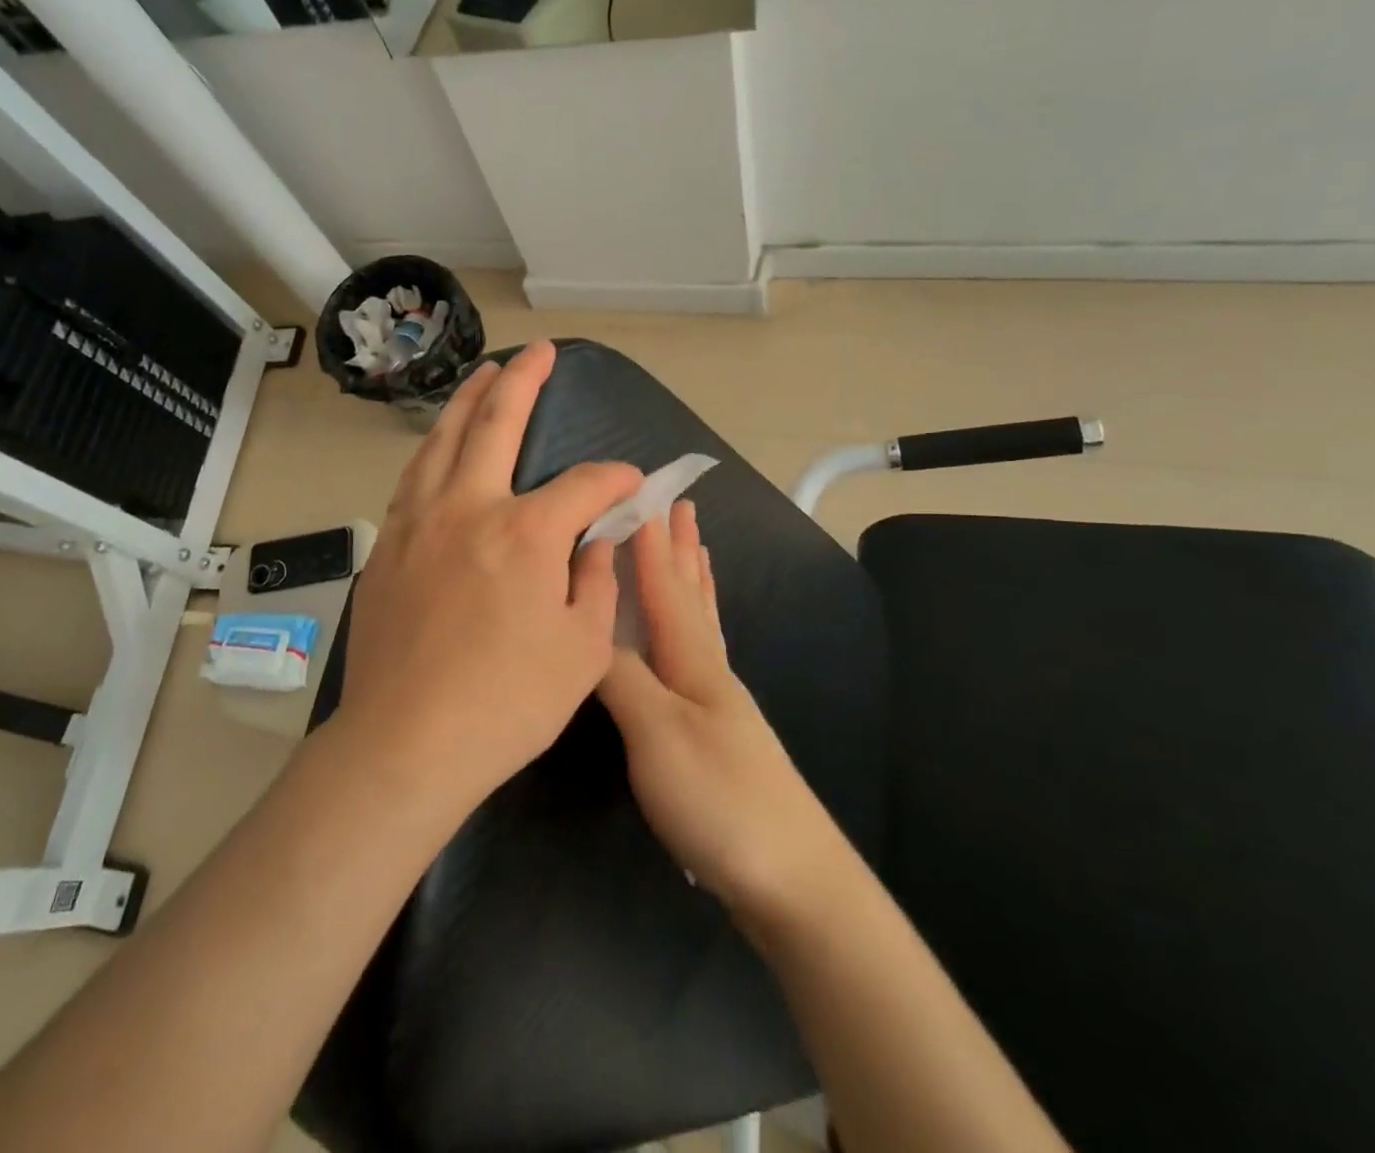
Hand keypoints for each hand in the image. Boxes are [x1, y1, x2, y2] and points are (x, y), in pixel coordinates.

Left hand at [340, 341, 643, 808]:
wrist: (405, 742)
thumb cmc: (505, 705)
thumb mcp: (582, 651)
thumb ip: (596, 580)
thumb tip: (599, 536)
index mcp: (525, 533)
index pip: (583, 483)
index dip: (616, 479)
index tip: (630, 484)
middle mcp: (469, 508)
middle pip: (497, 422)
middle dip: (525, 380)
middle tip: (540, 353)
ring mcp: (419, 521)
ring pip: (444, 439)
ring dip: (469, 400)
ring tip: (485, 374)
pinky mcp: (387, 545)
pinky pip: (415, 477)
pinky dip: (435, 448)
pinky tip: (442, 445)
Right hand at [598, 501, 848, 918]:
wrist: (790, 878)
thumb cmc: (719, 799)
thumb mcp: (657, 734)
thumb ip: (620, 677)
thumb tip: (584, 629)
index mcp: (692, 659)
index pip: (666, 585)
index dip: (651, 541)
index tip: (643, 495)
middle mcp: (708, 668)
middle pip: (691, 594)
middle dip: (680, 548)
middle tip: (682, 505)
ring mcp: (717, 701)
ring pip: (701, 621)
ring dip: (693, 579)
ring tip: (696, 549)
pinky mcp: (716, 731)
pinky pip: (701, 654)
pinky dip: (697, 625)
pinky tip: (693, 637)